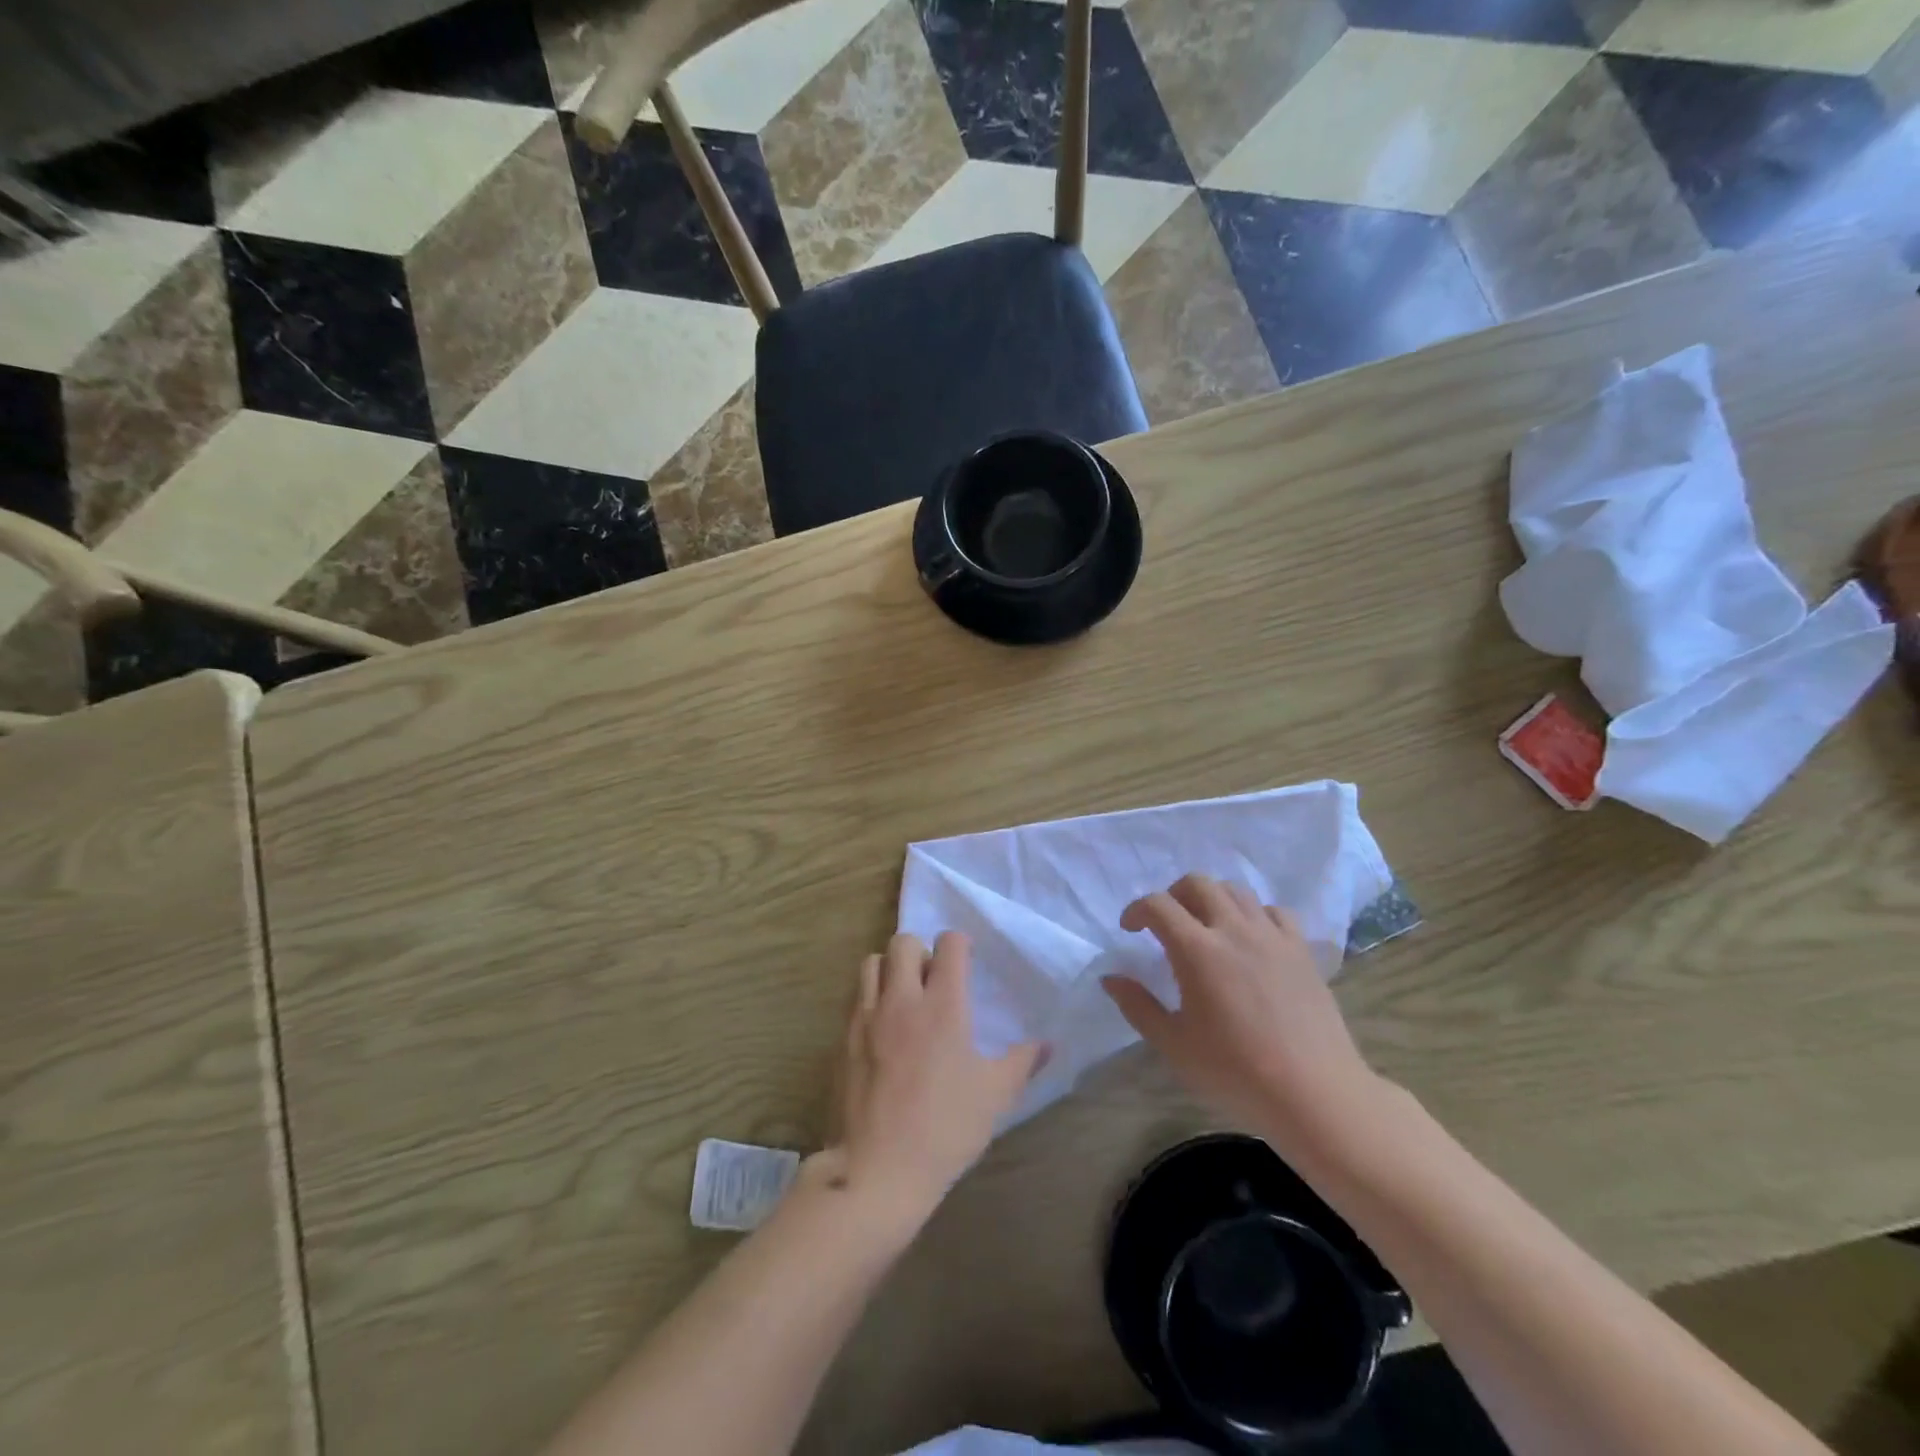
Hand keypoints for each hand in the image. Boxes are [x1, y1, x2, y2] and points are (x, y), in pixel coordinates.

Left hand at [818, 932, 1043, 1229]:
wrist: (877, 1171)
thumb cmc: (945, 1130)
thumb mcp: (995, 1097)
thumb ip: (1022, 1063)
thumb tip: (1048, 1045)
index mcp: (942, 1006)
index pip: (949, 944)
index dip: (960, 945)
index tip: (966, 962)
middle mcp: (901, 1000)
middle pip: (903, 942)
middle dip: (920, 951)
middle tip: (932, 981)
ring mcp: (866, 1017)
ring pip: (871, 963)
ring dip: (889, 969)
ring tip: (903, 998)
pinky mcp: (843, 1039)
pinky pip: (855, 998)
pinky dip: (869, 999)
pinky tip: (882, 1030)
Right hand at [1102, 874, 1379, 1153]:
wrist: (1314, 1094)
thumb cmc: (1235, 1073)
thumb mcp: (1174, 1045)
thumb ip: (1138, 1006)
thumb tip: (1111, 978)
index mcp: (1197, 951)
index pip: (1158, 905)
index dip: (1137, 910)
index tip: (1130, 929)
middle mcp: (1234, 930)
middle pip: (1198, 883)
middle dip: (1173, 894)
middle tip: (1166, 923)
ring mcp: (1272, 937)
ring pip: (1236, 891)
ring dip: (1212, 899)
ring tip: (1207, 927)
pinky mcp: (1302, 950)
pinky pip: (1275, 911)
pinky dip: (1255, 914)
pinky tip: (1251, 939)